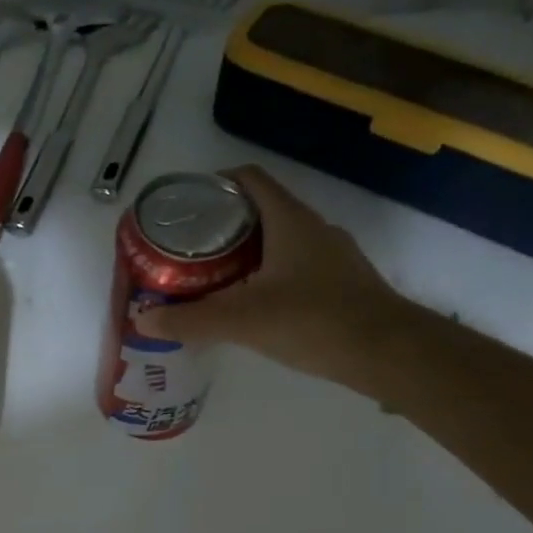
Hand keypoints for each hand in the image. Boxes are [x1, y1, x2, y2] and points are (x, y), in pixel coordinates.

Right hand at [133, 165, 412, 381]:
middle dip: (221, 224)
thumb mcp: (242, 321)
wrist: (390, 353)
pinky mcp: (341, 283)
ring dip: (245, 252)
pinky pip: (295, 266)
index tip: (185, 205)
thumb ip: (190, 320)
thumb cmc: (314, 321)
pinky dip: (267, 274)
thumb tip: (141, 319)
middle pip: (260, 210)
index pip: (248, 179)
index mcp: (289, 220)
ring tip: (212, 276)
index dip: (215, 184)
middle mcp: (313, 228)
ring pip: (278, 240)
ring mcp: (332, 256)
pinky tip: (252, 303)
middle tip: (188, 248)